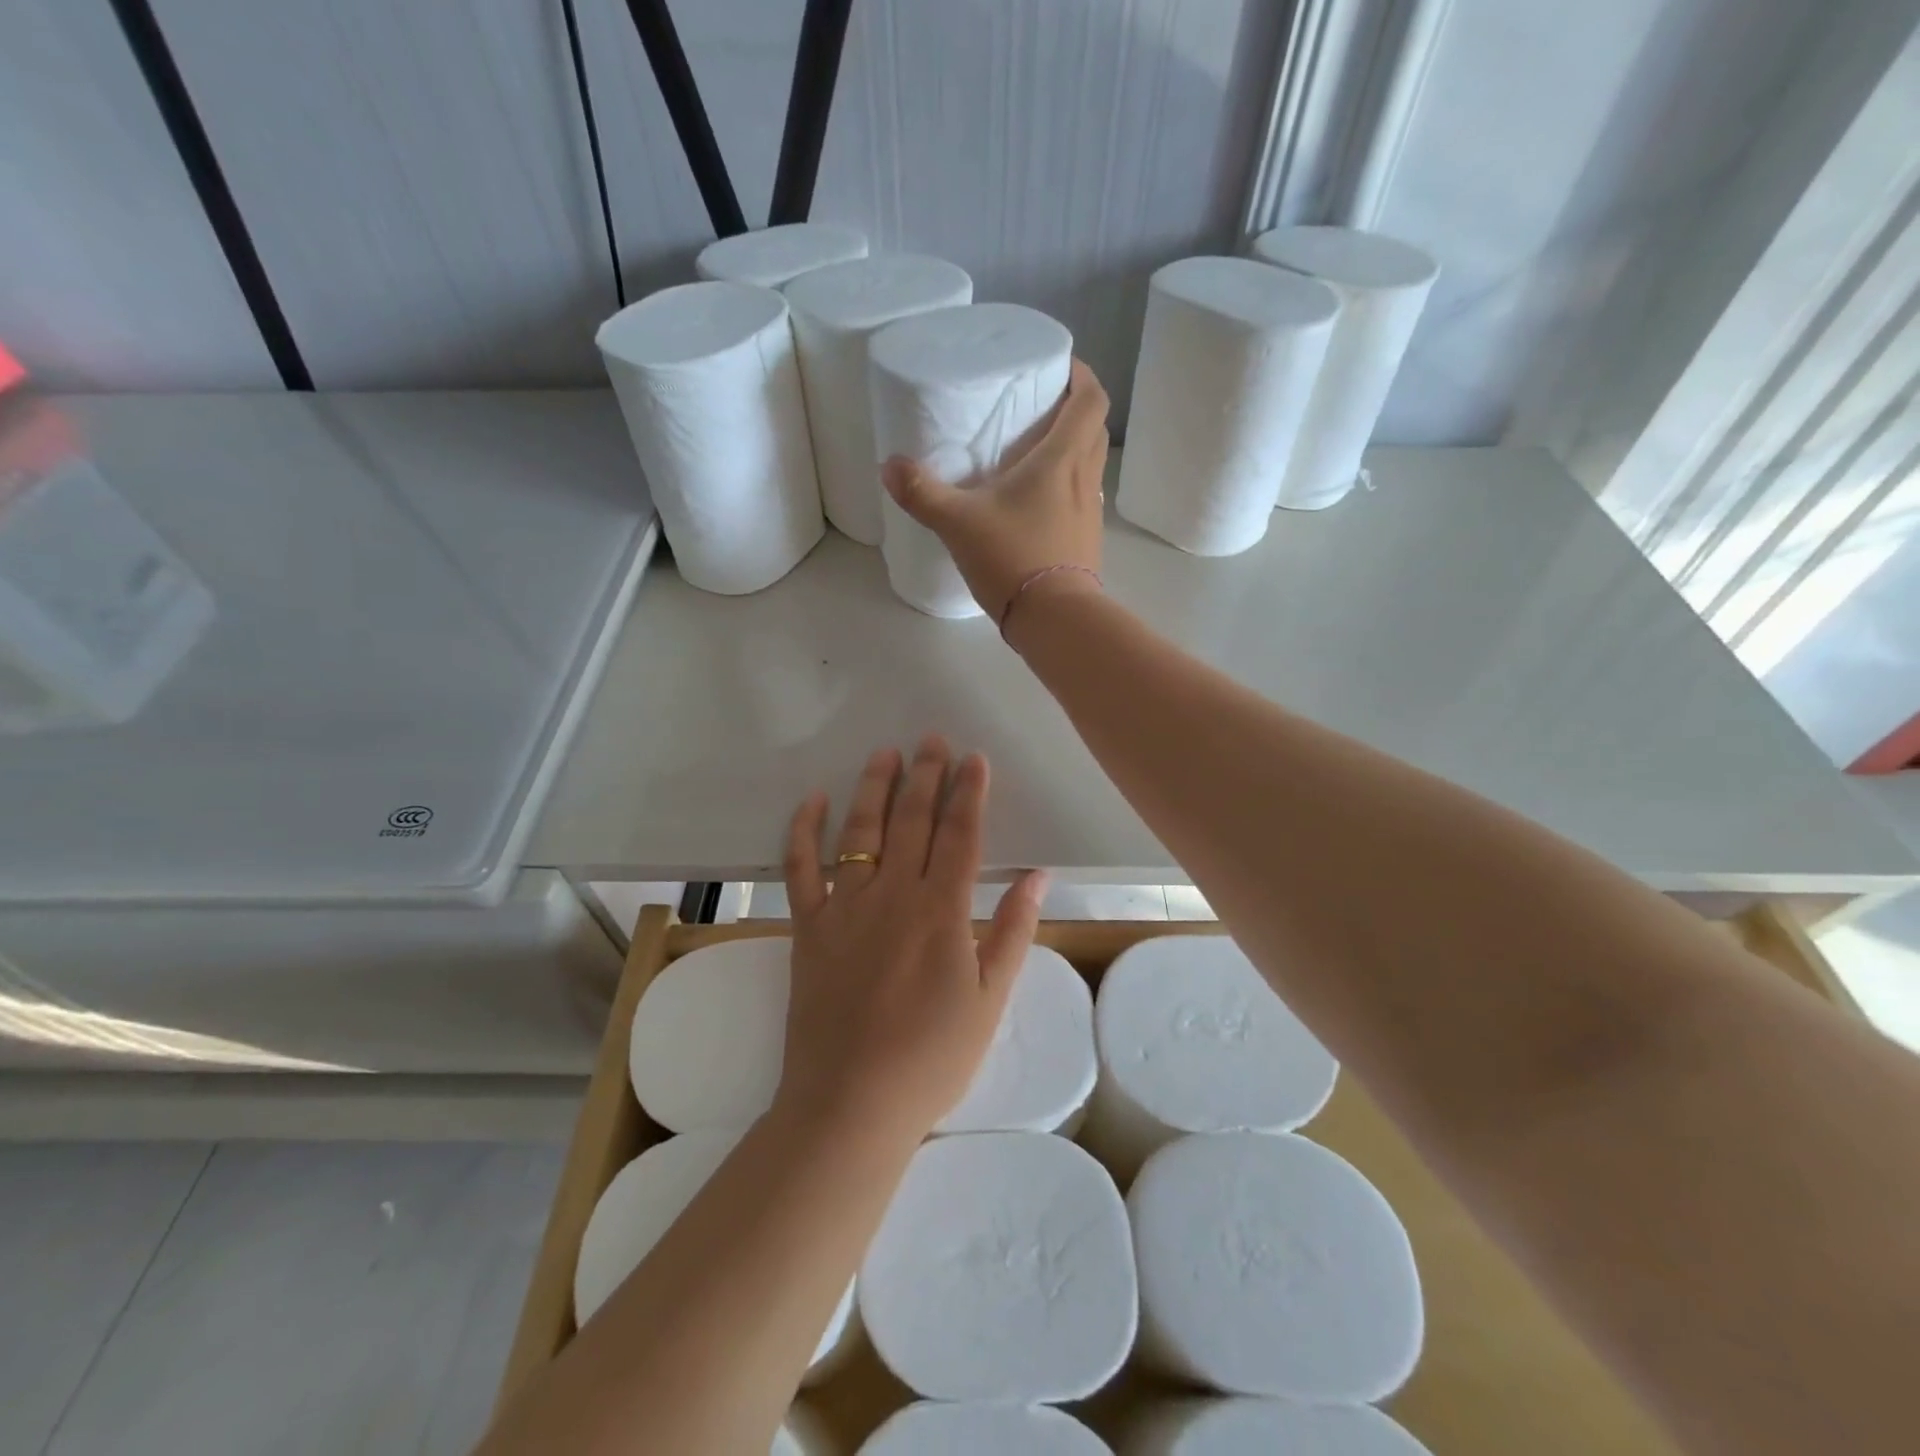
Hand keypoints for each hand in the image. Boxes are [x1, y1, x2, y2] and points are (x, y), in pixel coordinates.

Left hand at [775, 736, 1046, 1143]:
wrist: (851, 1103)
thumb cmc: (932, 1058)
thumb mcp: (990, 1001)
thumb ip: (1013, 932)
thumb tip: (1038, 876)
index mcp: (941, 912)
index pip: (960, 836)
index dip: (969, 793)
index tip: (974, 758)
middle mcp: (893, 896)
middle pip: (912, 822)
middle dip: (925, 776)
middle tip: (931, 739)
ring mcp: (845, 908)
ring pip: (860, 833)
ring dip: (873, 788)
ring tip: (884, 754)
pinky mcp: (808, 927)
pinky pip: (800, 869)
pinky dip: (803, 831)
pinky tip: (812, 800)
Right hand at [881, 358, 1109, 631]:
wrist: (1054, 619)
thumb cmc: (1013, 558)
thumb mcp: (958, 523)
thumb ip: (922, 492)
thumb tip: (889, 467)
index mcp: (1062, 460)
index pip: (1090, 400)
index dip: (1081, 376)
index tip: (1059, 368)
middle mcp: (1085, 478)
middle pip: (1093, 427)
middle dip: (1074, 408)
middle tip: (1041, 405)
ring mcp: (1090, 512)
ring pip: (1091, 463)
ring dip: (1073, 447)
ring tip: (1036, 450)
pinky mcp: (1086, 540)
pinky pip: (1082, 496)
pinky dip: (1068, 485)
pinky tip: (1037, 501)